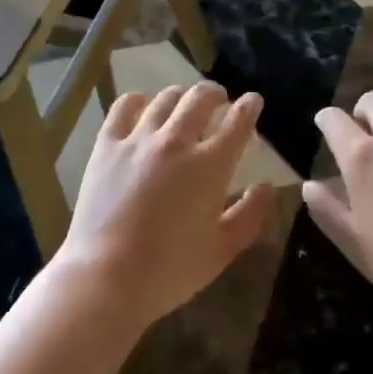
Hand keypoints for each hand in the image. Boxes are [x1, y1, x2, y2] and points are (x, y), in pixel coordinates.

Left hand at [57, 83, 274, 331]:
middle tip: (220, 100)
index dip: (249, 106)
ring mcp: (139, 139)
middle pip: (201, 98)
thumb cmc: (169, 271)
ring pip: (166, 98)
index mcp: (209, 166)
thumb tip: (267, 186)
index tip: (253, 101)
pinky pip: (124, 106)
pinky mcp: (107, 145)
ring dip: (181, 96)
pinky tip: (143, 106)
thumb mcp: (221, 251)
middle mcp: (177, 142)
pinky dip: (138, 100)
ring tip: (183, 104)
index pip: (237, 121)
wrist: (105, 279)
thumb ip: (249, 215)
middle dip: (216, 93)